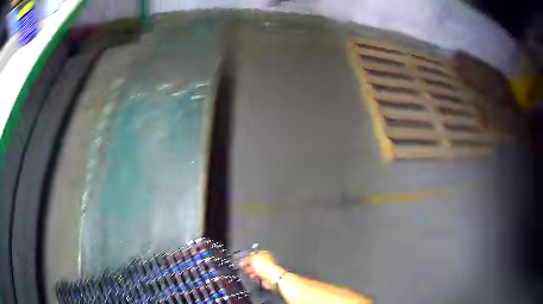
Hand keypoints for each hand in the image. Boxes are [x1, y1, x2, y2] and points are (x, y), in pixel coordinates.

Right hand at [239, 251, 285, 290]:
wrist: (271, 278)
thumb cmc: (264, 266)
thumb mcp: (252, 258)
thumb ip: (247, 258)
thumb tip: (244, 260)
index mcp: (264, 253)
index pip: (253, 254)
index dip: (247, 257)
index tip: (242, 260)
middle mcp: (265, 261)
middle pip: (253, 262)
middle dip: (248, 265)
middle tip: (244, 267)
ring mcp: (265, 269)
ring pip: (254, 270)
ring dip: (250, 271)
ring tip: (248, 272)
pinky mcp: (264, 276)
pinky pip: (256, 276)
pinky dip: (253, 276)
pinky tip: (252, 276)